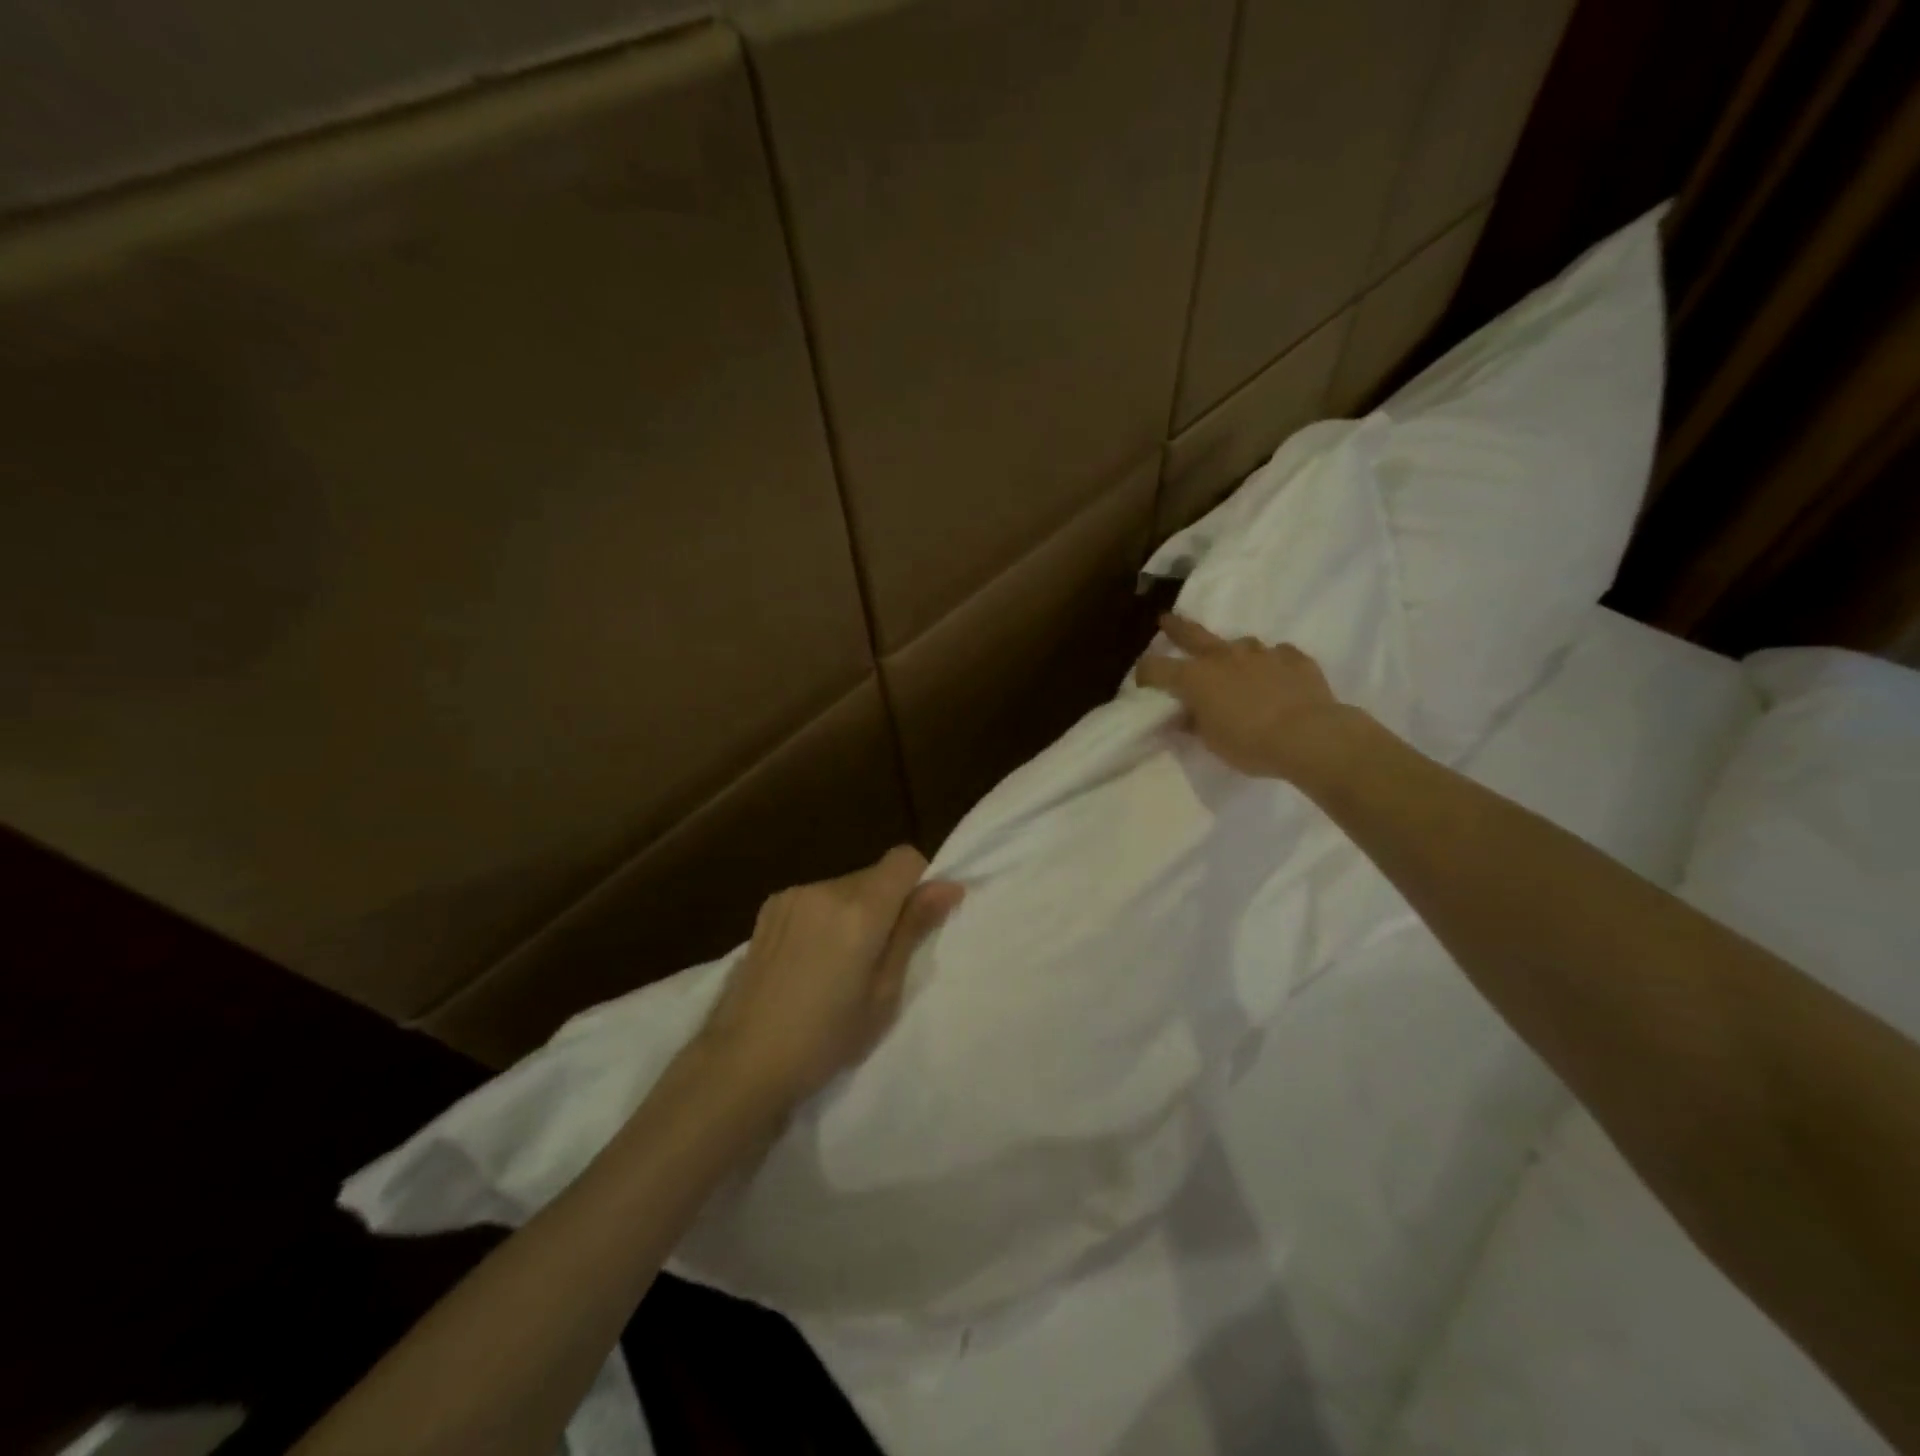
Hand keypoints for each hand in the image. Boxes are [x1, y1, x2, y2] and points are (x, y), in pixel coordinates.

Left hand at [698, 846, 963, 1103]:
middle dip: (886, 904)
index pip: (904, 858)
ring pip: (844, 886)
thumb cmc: (825, 1039)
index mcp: (859, 910)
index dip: (919, 883)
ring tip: (838, 964)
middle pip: (874, 875)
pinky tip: (808, 959)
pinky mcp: (769, 907)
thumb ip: (913, 930)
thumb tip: (949, 886)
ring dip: (854, 911)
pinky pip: (816, 897)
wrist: (742, 1061)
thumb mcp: (883, 994)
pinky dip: (825, 916)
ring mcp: (792, 895)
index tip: (915, 923)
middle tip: (876, 959)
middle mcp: (825, 888)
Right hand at [1136, 614, 1356, 784]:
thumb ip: (1195, 723)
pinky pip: (1277, 655)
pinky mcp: (1294, 657)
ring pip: (1240, 644)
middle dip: (1176, 628)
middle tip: (1167, 620)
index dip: (1145, 673)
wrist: (1309, 736)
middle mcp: (1223, 657)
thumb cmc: (1250, 743)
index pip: (1156, 668)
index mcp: (1195, 678)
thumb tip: (1186, 715)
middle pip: (1193, 635)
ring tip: (1238, 668)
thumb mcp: (1211, 741)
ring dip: (1234, 654)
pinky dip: (1272, 664)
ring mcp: (1261, 652)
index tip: (1143, 681)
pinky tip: (1278, 677)